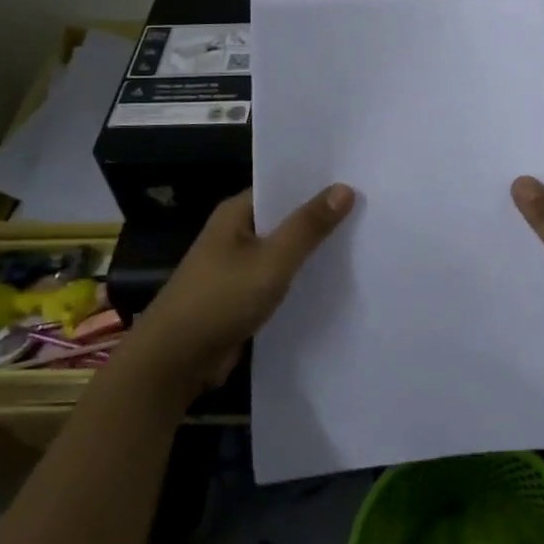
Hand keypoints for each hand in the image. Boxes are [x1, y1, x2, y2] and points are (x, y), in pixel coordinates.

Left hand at [126, 183, 353, 401]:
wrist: (173, 364)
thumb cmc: (220, 300)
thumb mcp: (272, 260)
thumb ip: (308, 226)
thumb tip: (345, 188)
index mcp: (236, 213)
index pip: (282, 186)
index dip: (317, 183)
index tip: (357, 179)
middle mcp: (236, 233)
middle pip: (285, 218)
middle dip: (320, 217)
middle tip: (370, 210)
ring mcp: (237, 266)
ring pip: (284, 250)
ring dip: (312, 251)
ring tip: (361, 242)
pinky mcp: (242, 296)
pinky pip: (278, 278)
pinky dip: (301, 278)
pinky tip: (334, 281)